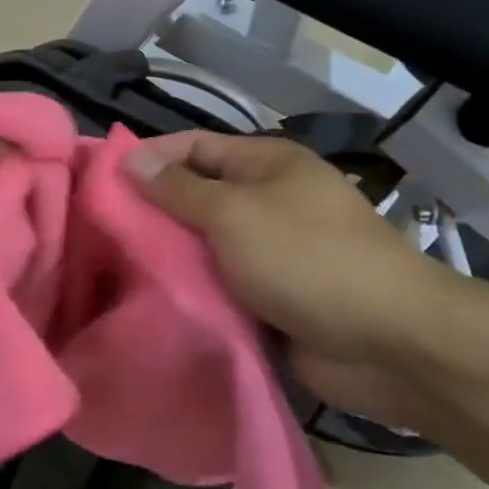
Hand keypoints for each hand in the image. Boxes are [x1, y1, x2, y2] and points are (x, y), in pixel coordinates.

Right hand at [127, 132, 458, 425]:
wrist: (388, 342)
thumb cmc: (307, 258)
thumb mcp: (234, 213)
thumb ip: (179, 189)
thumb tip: (133, 159)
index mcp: (267, 165)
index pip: (195, 146)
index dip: (150, 157)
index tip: (101, 179)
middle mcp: (269, 201)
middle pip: (198, 197)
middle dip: (154, 212)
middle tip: (100, 231)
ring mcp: (272, 252)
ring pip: (206, 247)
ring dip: (170, 257)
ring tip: (115, 268)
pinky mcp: (272, 298)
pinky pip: (221, 286)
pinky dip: (194, 292)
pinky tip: (153, 301)